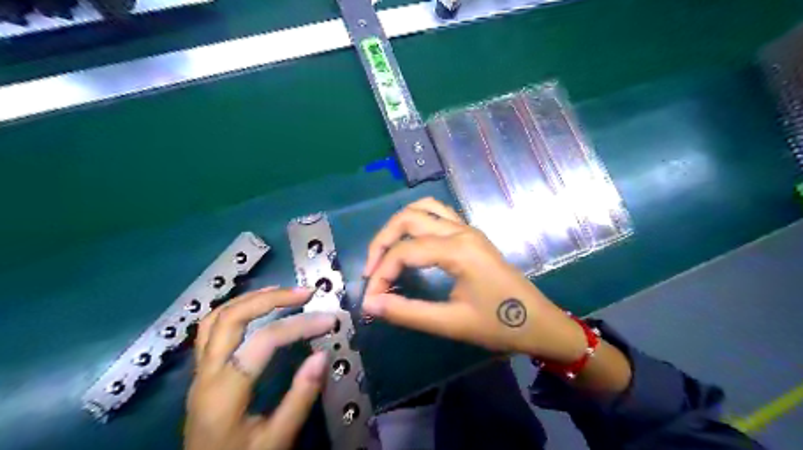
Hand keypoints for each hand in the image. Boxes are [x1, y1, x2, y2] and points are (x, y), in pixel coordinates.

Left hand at [185, 288, 336, 448]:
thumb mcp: (276, 440)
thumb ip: (300, 398)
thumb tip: (322, 355)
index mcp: (224, 392)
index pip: (263, 341)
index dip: (299, 325)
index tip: (329, 320)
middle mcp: (206, 374)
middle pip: (231, 317)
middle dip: (271, 298)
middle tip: (304, 293)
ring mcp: (199, 370)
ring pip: (216, 318)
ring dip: (250, 298)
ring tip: (282, 291)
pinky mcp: (201, 371)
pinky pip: (211, 328)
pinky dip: (235, 309)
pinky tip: (255, 307)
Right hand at [362, 199, 584, 362]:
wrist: (539, 323)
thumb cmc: (499, 325)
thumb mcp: (451, 323)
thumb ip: (407, 312)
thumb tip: (369, 304)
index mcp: (458, 250)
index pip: (404, 251)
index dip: (381, 273)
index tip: (371, 299)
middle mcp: (461, 231)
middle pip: (408, 218)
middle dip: (382, 241)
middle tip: (371, 271)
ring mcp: (467, 229)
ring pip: (423, 208)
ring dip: (398, 226)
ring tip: (386, 253)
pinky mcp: (471, 234)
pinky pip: (438, 213)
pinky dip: (417, 221)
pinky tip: (410, 242)